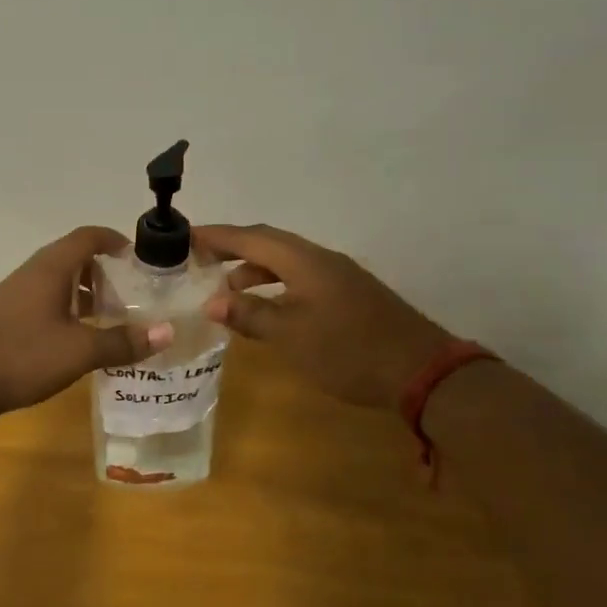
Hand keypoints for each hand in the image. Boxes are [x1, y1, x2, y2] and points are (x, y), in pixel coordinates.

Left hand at [0, 227, 174, 419]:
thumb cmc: (21, 356)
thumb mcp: (79, 351)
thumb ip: (122, 341)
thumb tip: (167, 332)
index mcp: (51, 268)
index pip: (87, 236)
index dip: (114, 240)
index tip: (138, 257)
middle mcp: (32, 273)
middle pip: (72, 257)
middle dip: (103, 270)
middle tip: (131, 293)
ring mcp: (14, 294)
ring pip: (57, 281)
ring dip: (84, 292)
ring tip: (109, 317)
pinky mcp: (5, 316)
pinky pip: (44, 300)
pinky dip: (66, 309)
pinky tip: (76, 338)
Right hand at [195, 224, 451, 410]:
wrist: (420, 371)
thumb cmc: (348, 350)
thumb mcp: (291, 335)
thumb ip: (250, 314)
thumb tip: (212, 302)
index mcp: (304, 261)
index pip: (250, 238)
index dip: (216, 236)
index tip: (185, 236)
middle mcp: (320, 259)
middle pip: (268, 242)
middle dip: (232, 247)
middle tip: (200, 258)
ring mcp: (338, 275)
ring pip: (286, 260)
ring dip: (254, 268)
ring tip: (227, 289)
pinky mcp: (348, 294)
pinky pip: (300, 276)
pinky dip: (275, 283)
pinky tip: (267, 307)